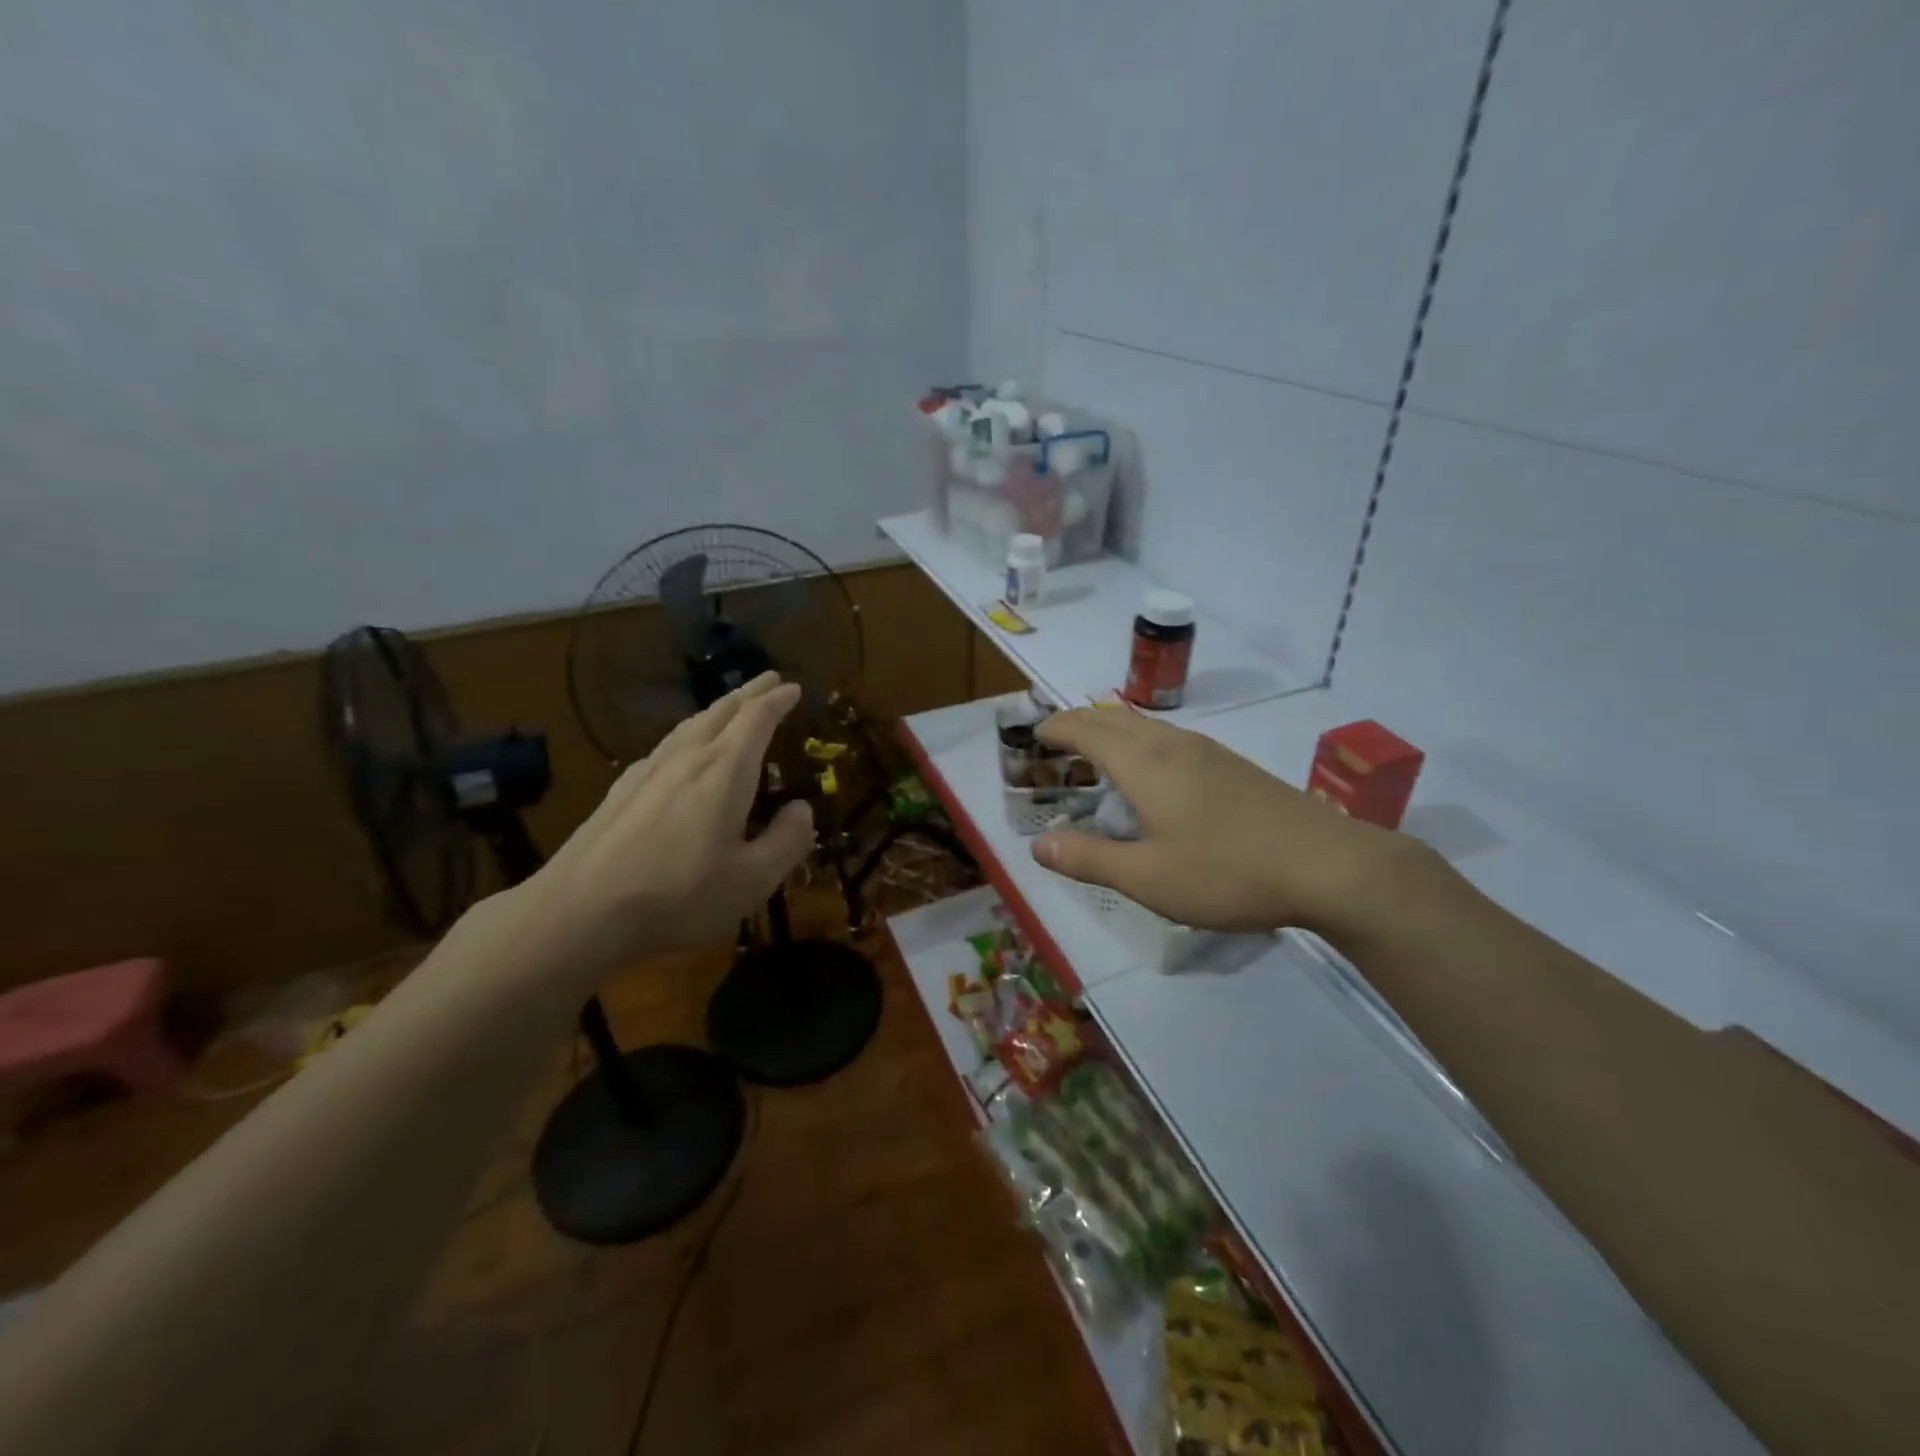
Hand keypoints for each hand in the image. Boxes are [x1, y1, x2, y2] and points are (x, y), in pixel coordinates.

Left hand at [517, 672, 814, 978]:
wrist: (580, 911)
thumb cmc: (678, 895)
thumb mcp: (752, 880)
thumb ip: (787, 841)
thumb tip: (803, 810)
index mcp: (725, 771)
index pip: (756, 719)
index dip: (777, 700)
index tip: (793, 687)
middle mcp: (687, 758)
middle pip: (721, 711)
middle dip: (749, 693)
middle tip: (769, 680)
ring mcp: (649, 771)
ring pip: (690, 725)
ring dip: (718, 710)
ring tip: (731, 706)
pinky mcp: (622, 790)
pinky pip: (667, 745)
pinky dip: (689, 733)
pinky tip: (682, 750)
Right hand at [1031, 707, 1415, 937]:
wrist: (1329, 865)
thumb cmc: (1227, 871)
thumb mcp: (1147, 877)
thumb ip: (1088, 859)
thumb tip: (1038, 846)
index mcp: (1144, 763)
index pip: (1086, 729)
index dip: (1056, 728)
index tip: (1033, 735)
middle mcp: (1172, 744)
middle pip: (1114, 717)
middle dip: (1079, 722)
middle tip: (1056, 743)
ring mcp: (1207, 751)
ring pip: (1145, 726)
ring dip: (1112, 731)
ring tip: (1096, 754)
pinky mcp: (1232, 766)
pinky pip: (1169, 738)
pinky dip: (1140, 742)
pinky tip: (1153, 773)